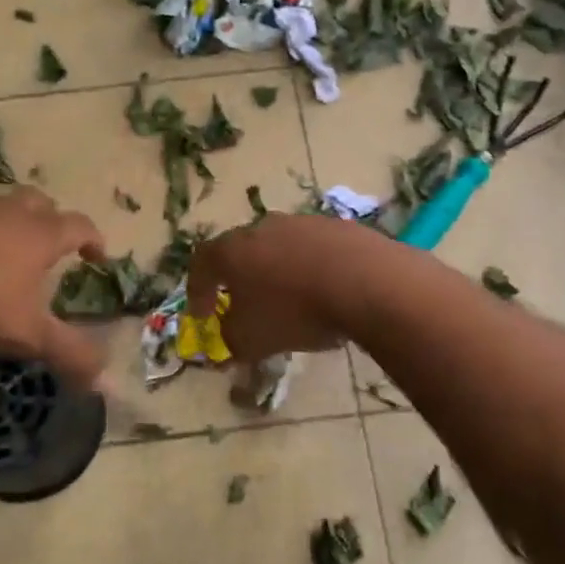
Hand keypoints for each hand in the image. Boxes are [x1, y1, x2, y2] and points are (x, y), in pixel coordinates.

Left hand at [0, 189, 107, 388]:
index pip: (80, 226)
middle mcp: (11, 211)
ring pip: (0, 209)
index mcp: (42, 233)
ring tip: (2, 257)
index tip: (98, 256)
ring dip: (8, 227)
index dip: (94, 240)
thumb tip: (105, 379)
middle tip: (49, 248)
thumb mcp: (25, 332)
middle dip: (51, 223)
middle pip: (41, 204)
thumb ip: (67, 353)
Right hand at [186, 214, 375, 362]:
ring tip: (291, 302)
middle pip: (241, 251)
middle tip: (245, 305)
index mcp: (232, 250)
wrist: (366, 283)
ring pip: (280, 248)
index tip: (202, 316)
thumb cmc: (294, 312)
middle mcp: (262, 227)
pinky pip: (315, 251)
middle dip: (240, 279)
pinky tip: (326, 294)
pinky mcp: (338, 227)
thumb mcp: (251, 340)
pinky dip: (312, 270)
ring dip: (278, 273)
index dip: (198, 291)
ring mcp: (302, 222)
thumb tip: (229, 340)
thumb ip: (231, 341)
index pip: (201, 263)